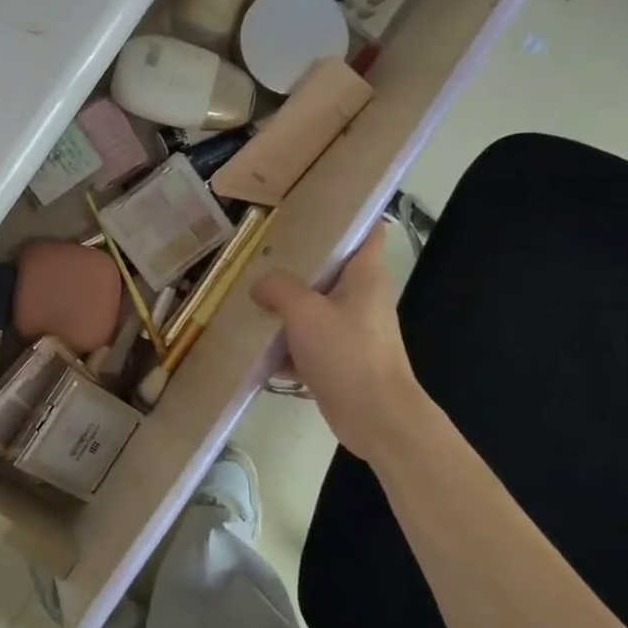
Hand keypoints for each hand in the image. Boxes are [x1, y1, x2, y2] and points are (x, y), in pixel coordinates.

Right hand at [252, 221, 431, 462]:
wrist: (375, 417)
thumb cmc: (347, 353)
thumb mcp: (304, 311)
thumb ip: (278, 288)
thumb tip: (260, 286)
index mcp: (365, 276)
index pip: (368, 231)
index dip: (347, 217)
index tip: (313, 210)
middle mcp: (363, 298)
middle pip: (331, 270)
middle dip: (298, 264)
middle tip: (263, 256)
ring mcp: (353, 330)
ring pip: (316, 308)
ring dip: (287, 307)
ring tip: (251, 297)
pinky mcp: (341, 360)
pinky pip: (309, 342)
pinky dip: (288, 344)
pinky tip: (258, 348)